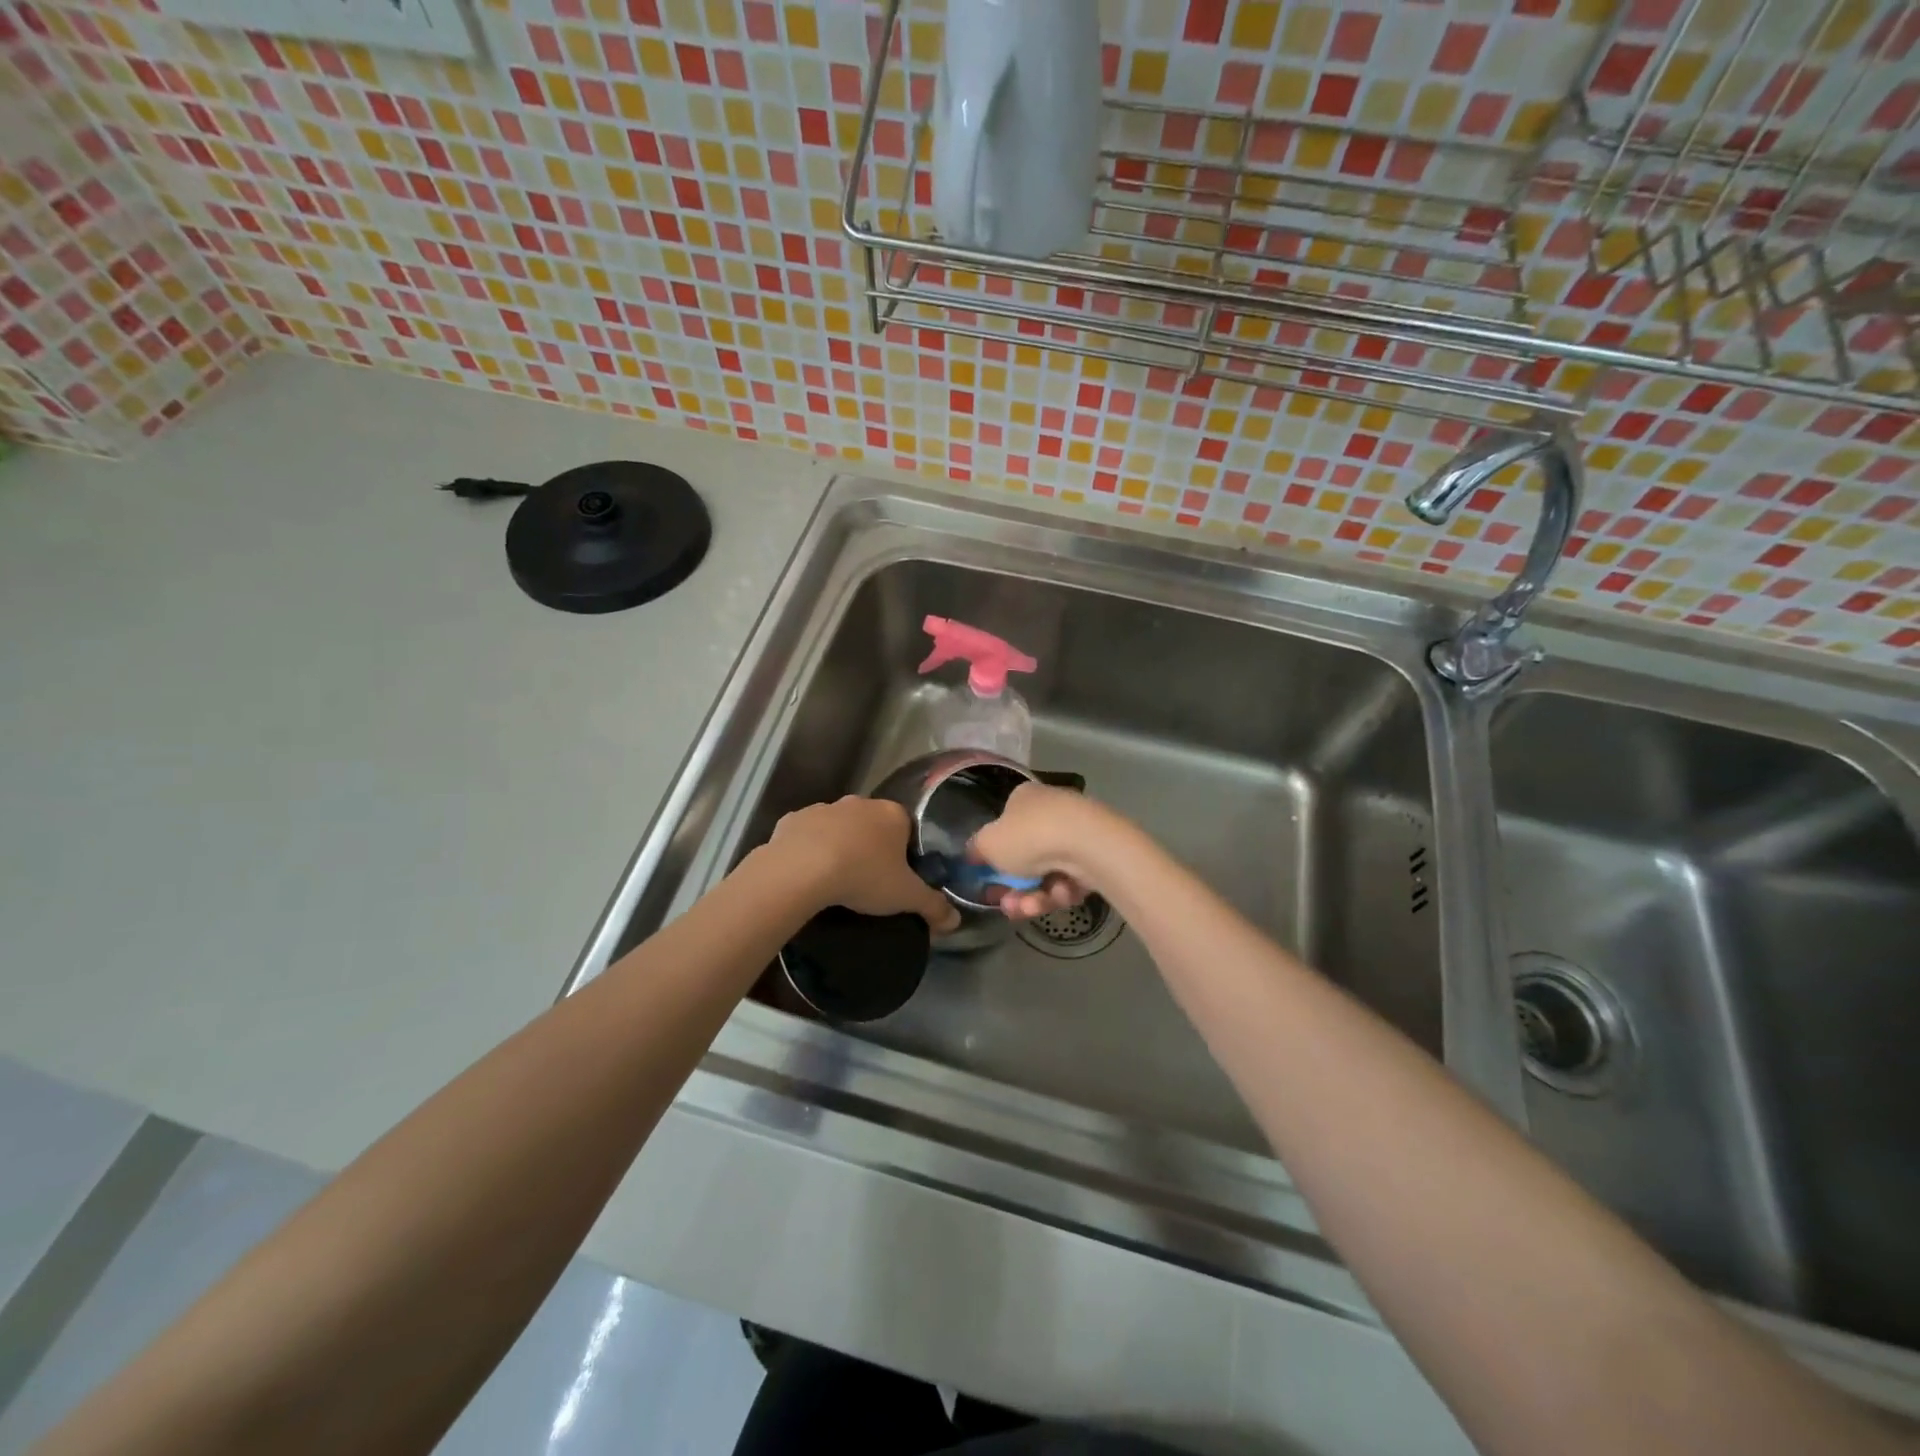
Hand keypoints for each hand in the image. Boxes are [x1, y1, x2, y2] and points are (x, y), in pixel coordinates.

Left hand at [764, 797, 960, 932]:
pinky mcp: (793, 819)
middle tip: (868, 879)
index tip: (897, 875)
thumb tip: (956, 920)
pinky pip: (806, 834)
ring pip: (838, 826)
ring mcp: (824, 808)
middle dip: (871, 845)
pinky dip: (808, 848)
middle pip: (871, 824)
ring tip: (835, 879)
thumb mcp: (905, 897)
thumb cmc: (864, 876)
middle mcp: (860, 803)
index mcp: (892, 814)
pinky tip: (806, 873)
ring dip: (839, 845)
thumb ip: (933, 906)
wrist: (802, 870)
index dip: (904, 851)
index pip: (906, 827)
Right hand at [969, 783, 1106, 920]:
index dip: (995, 856)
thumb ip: (977, 849)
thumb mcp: (988, 843)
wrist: (1087, 844)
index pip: (1005, 826)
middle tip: (1007, 905)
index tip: (987, 880)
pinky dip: (1062, 891)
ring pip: (1047, 874)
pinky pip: (1071, 880)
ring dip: (1034, 896)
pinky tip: (1060, 894)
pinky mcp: (1097, 856)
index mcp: (1024, 798)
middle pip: (1026, 857)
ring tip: (1030, 909)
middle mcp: (1050, 811)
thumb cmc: (1029, 836)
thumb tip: (973, 852)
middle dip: (1014, 888)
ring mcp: (1076, 834)